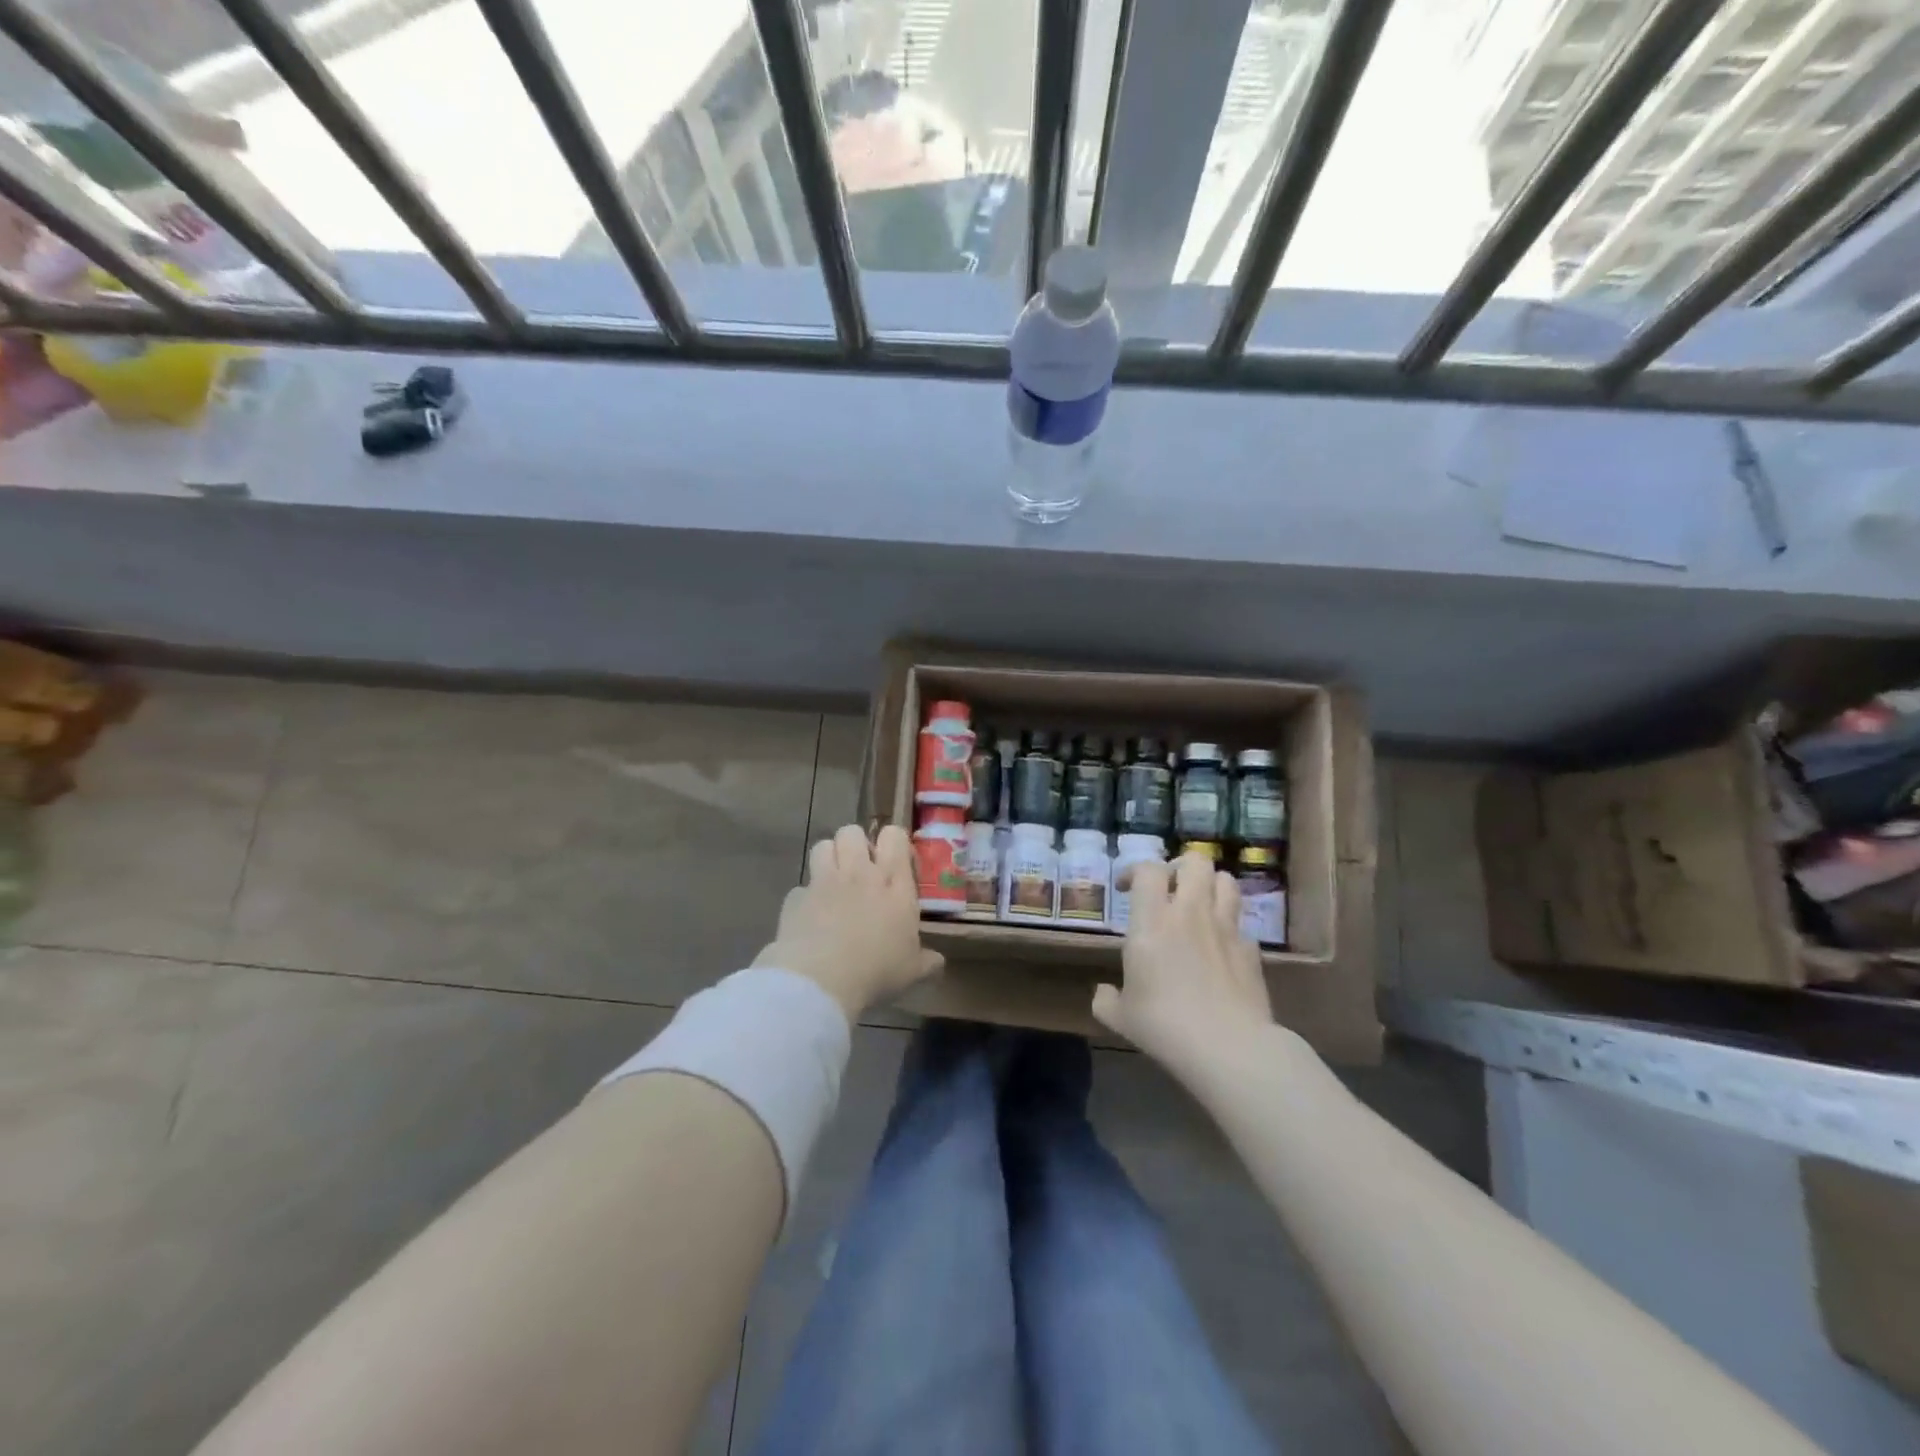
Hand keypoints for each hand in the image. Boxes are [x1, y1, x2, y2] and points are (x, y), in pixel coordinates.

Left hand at [753, 824, 941, 1019]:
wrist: (821, 980)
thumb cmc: (877, 971)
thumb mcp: (912, 971)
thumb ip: (927, 961)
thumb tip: (938, 962)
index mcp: (893, 883)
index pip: (894, 836)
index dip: (893, 843)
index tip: (895, 864)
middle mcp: (859, 873)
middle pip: (852, 832)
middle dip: (855, 844)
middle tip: (860, 870)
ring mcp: (824, 882)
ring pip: (823, 845)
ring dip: (828, 858)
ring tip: (834, 883)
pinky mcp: (795, 898)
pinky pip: (801, 887)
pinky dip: (806, 899)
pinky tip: (810, 920)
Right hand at [1093, 852, 1272, 1075]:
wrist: (1230, 1048)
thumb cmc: (1165, 1026)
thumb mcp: (1121, 1018)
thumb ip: (1106, 1000)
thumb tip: (1102, 993)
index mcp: (1152, 921)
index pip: (1148, 870)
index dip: (1135, 871)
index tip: (1125, 888)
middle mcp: (1190, 913)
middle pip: (1195, 862)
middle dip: (1180, 867)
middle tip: (1168, 887)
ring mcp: (1226, 928)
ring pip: (1226, 881)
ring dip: (1211, 886)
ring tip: (1199, 905)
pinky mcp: (1251, 950)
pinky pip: (1241, 924)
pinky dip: (1229, 927)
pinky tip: (1220, 948)